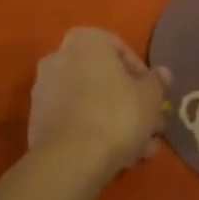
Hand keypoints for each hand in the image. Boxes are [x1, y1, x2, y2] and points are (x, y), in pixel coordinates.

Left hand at [27, 28, 169, 176]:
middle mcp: (59, 57)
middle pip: (105, 79)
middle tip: (151, 127)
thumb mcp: (150, 97)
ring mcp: (44, 90)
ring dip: (117, 123)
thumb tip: (161, 73)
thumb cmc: (117, 114)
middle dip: (131, 104)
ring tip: (140, 151)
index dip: (142, 75)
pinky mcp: (37, 121)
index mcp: (85, 41)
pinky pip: (74, 120)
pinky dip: (94, 132)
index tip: (154, 96)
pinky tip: (117, 157)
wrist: (71, 158)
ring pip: (91, 102)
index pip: (121, 49)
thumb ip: (157, 82)